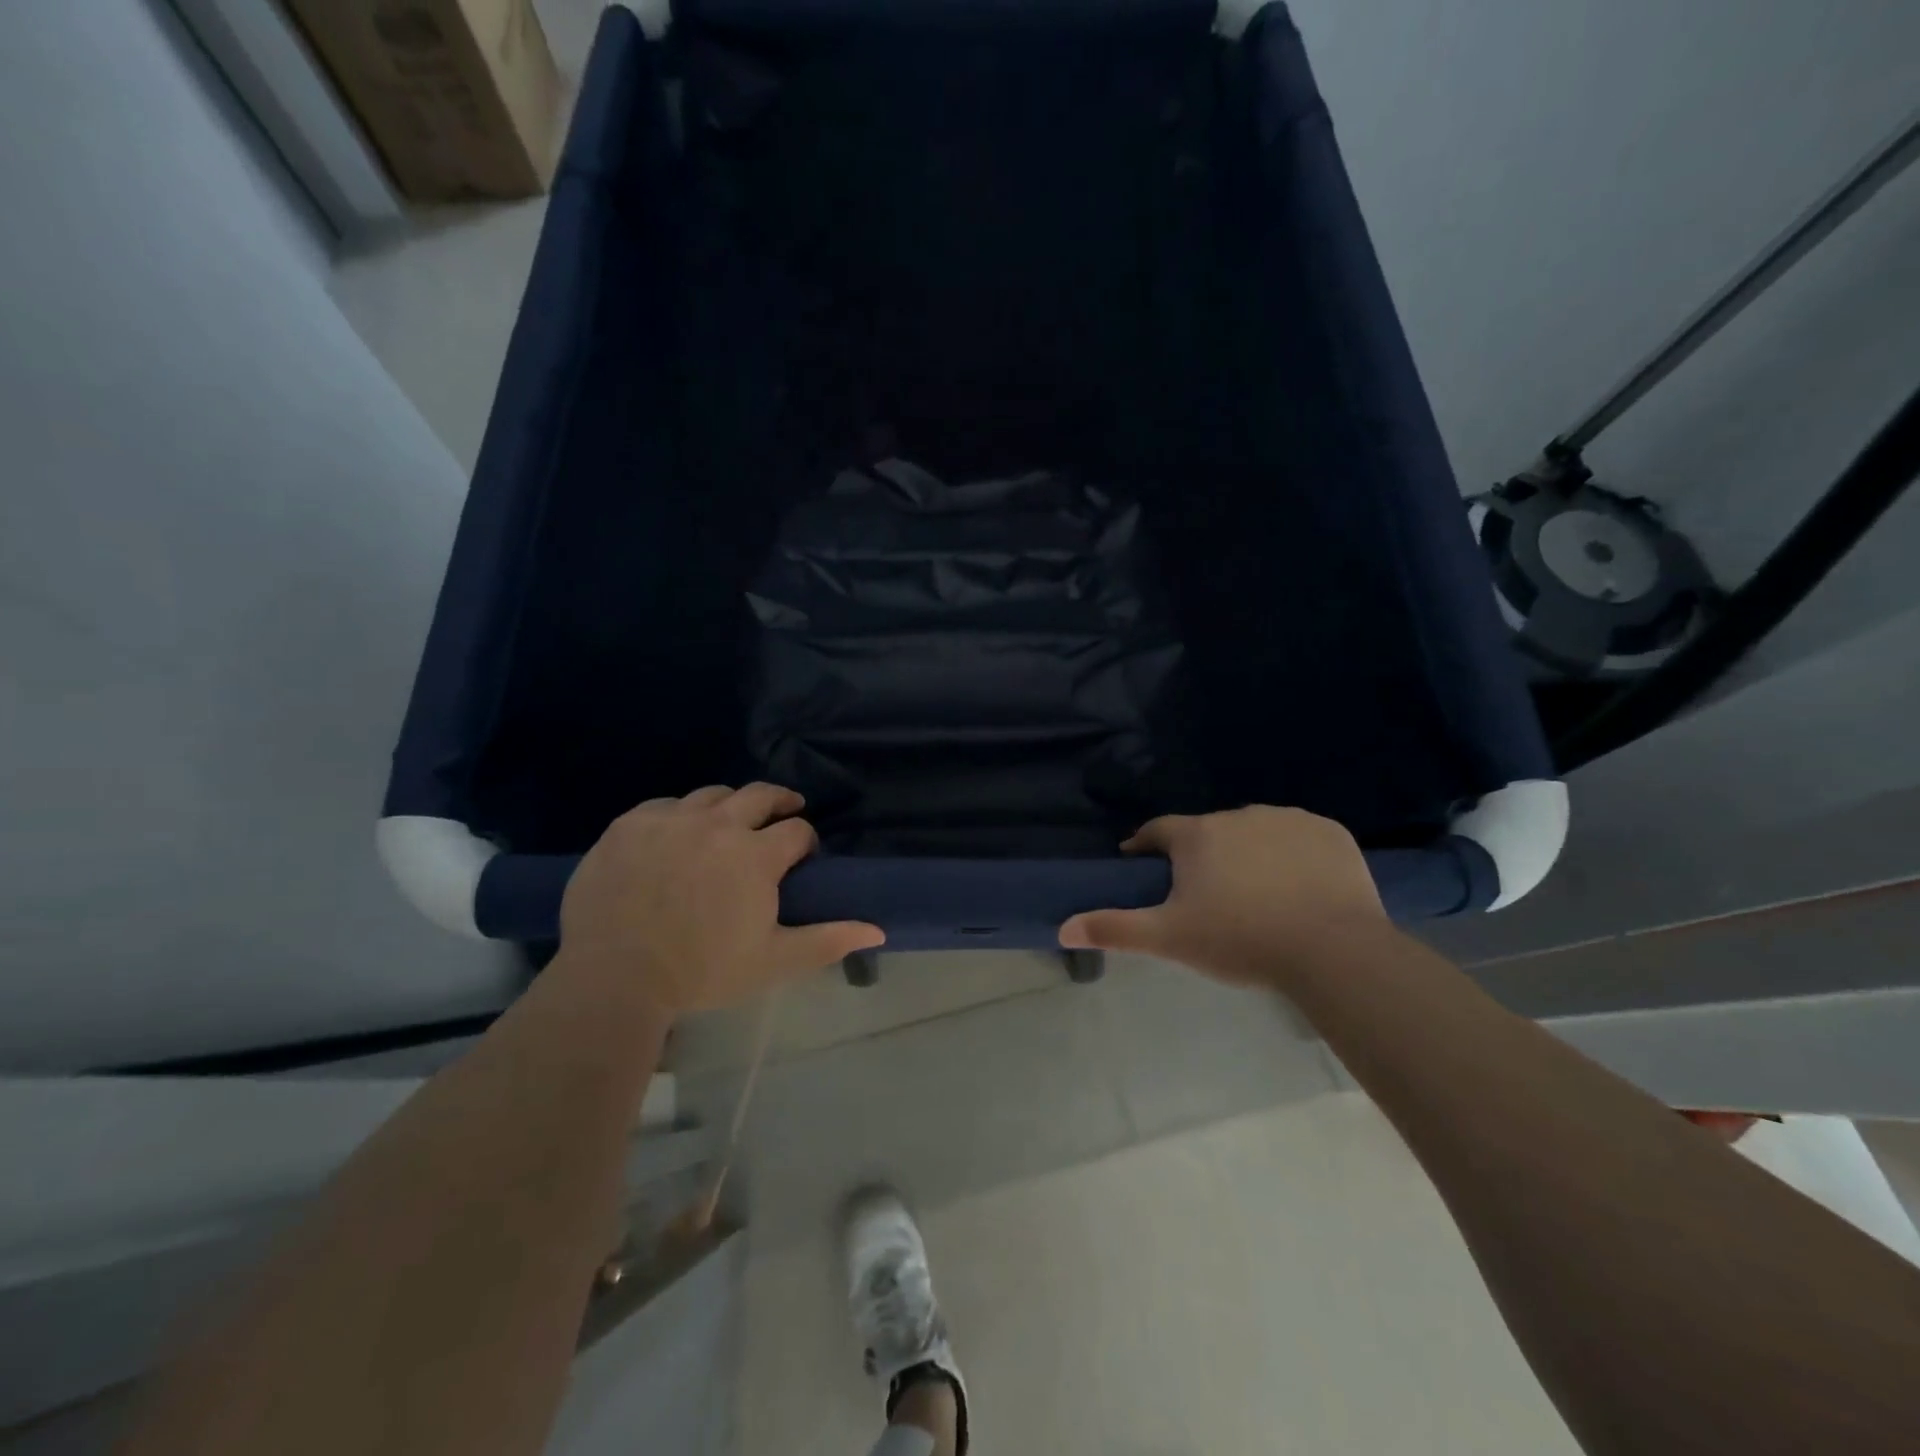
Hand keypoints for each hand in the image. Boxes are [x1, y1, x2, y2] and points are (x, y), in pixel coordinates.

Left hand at [558, 784, 883, 1015]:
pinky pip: (665, 805)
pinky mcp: (630, 824)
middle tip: (785, 811)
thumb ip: (828, 940)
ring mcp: (670, 820)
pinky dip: (680, 815)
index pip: (797, 830)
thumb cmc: (702, 972)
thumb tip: (878, 930)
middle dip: (779, 801)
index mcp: (756, 855)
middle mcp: (718, 825)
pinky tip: (677, 836)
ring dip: (730, 806)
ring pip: (712, 794)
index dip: (806, 841)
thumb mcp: (774, 961)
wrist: (613, 978)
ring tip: (729, 823)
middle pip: (760, 795)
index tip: (803, 856)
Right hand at [1058, 806, 1386, 986]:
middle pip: (1208, 833)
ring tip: (1255, 894)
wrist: (1332, 951)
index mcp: (1197, 835)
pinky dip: (1292, 856)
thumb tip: (1062, 928)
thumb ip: (1114, 929)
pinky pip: (1299, 839)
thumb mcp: (1169, 939)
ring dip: (1247, 854)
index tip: (1142, 865)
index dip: (1146, 847)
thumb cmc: (1240, 940)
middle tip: (1205, 896)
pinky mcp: (1329, 832)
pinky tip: (1298, 887)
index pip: (1158, 831)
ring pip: (1255, 833)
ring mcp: (1288, 819)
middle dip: (1201, 857)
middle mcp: (1239, 815)